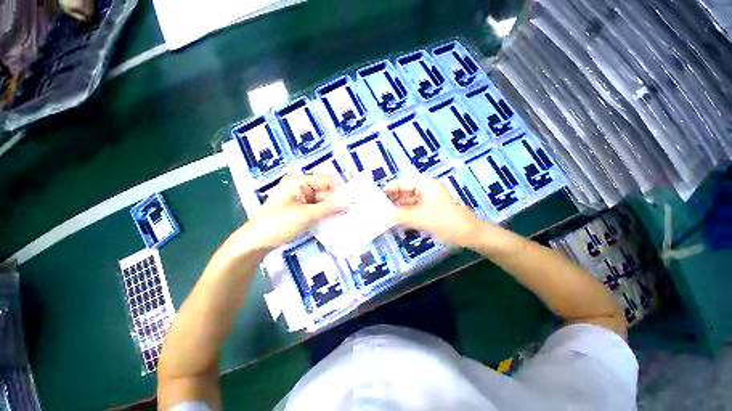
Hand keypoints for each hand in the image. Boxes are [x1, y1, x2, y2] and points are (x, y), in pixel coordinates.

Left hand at [242, 174, 345, 249]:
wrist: (255, 242)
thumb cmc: (278, 224)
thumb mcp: (305, 215)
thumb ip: (329, 208)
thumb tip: (349, 203)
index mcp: (299, 181)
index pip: (326, 180)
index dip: (340, 189)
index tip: (353, 201)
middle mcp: (301, 187)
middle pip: (325, 191)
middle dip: (337, 201)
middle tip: (352, 212)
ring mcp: (300, 199)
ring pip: (322, 201)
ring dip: (332, 209)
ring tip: (346, 217)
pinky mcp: (301, 209)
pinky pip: (317, 209)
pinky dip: (325, 214)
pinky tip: (334, 221)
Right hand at [384, 177, 481, 245]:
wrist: (468, 233)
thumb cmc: (444, 221)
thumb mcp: (419, 217)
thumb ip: (399, 215)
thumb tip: (383, 214)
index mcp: (425, 185)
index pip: (402, 183)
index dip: (389, 189)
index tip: (377, 196)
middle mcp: (426, 189)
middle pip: (405, 191)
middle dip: (393, 198)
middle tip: (379, 206)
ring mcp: (429, 199)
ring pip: (409, 200)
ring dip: (398, 206)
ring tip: (385, 213)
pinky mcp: (430, 209)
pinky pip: (414, 208)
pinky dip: (406, 212)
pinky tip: (397, 218)